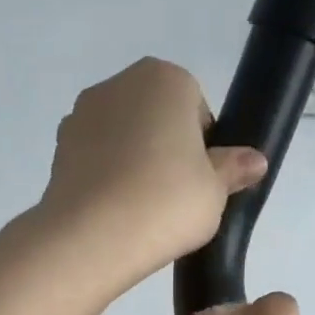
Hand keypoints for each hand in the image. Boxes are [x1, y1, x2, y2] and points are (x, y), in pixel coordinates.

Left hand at [38, 58, 267, 284]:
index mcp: (165, 79)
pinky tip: (114, 211)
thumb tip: (255, 160)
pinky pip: (95, 158)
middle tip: (175, 197)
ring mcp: (81, 114)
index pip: (196, 108)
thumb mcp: (215, 190)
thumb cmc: (167, 201)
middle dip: (166, 149)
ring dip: (134, 162)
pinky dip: (106, 177)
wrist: (93, 236)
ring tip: (142, 208)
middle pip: (156, 117)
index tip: (201, 181)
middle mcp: (119, 84)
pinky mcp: (59, 148)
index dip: (204, 147)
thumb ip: (233, 169)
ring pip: (123, 137)